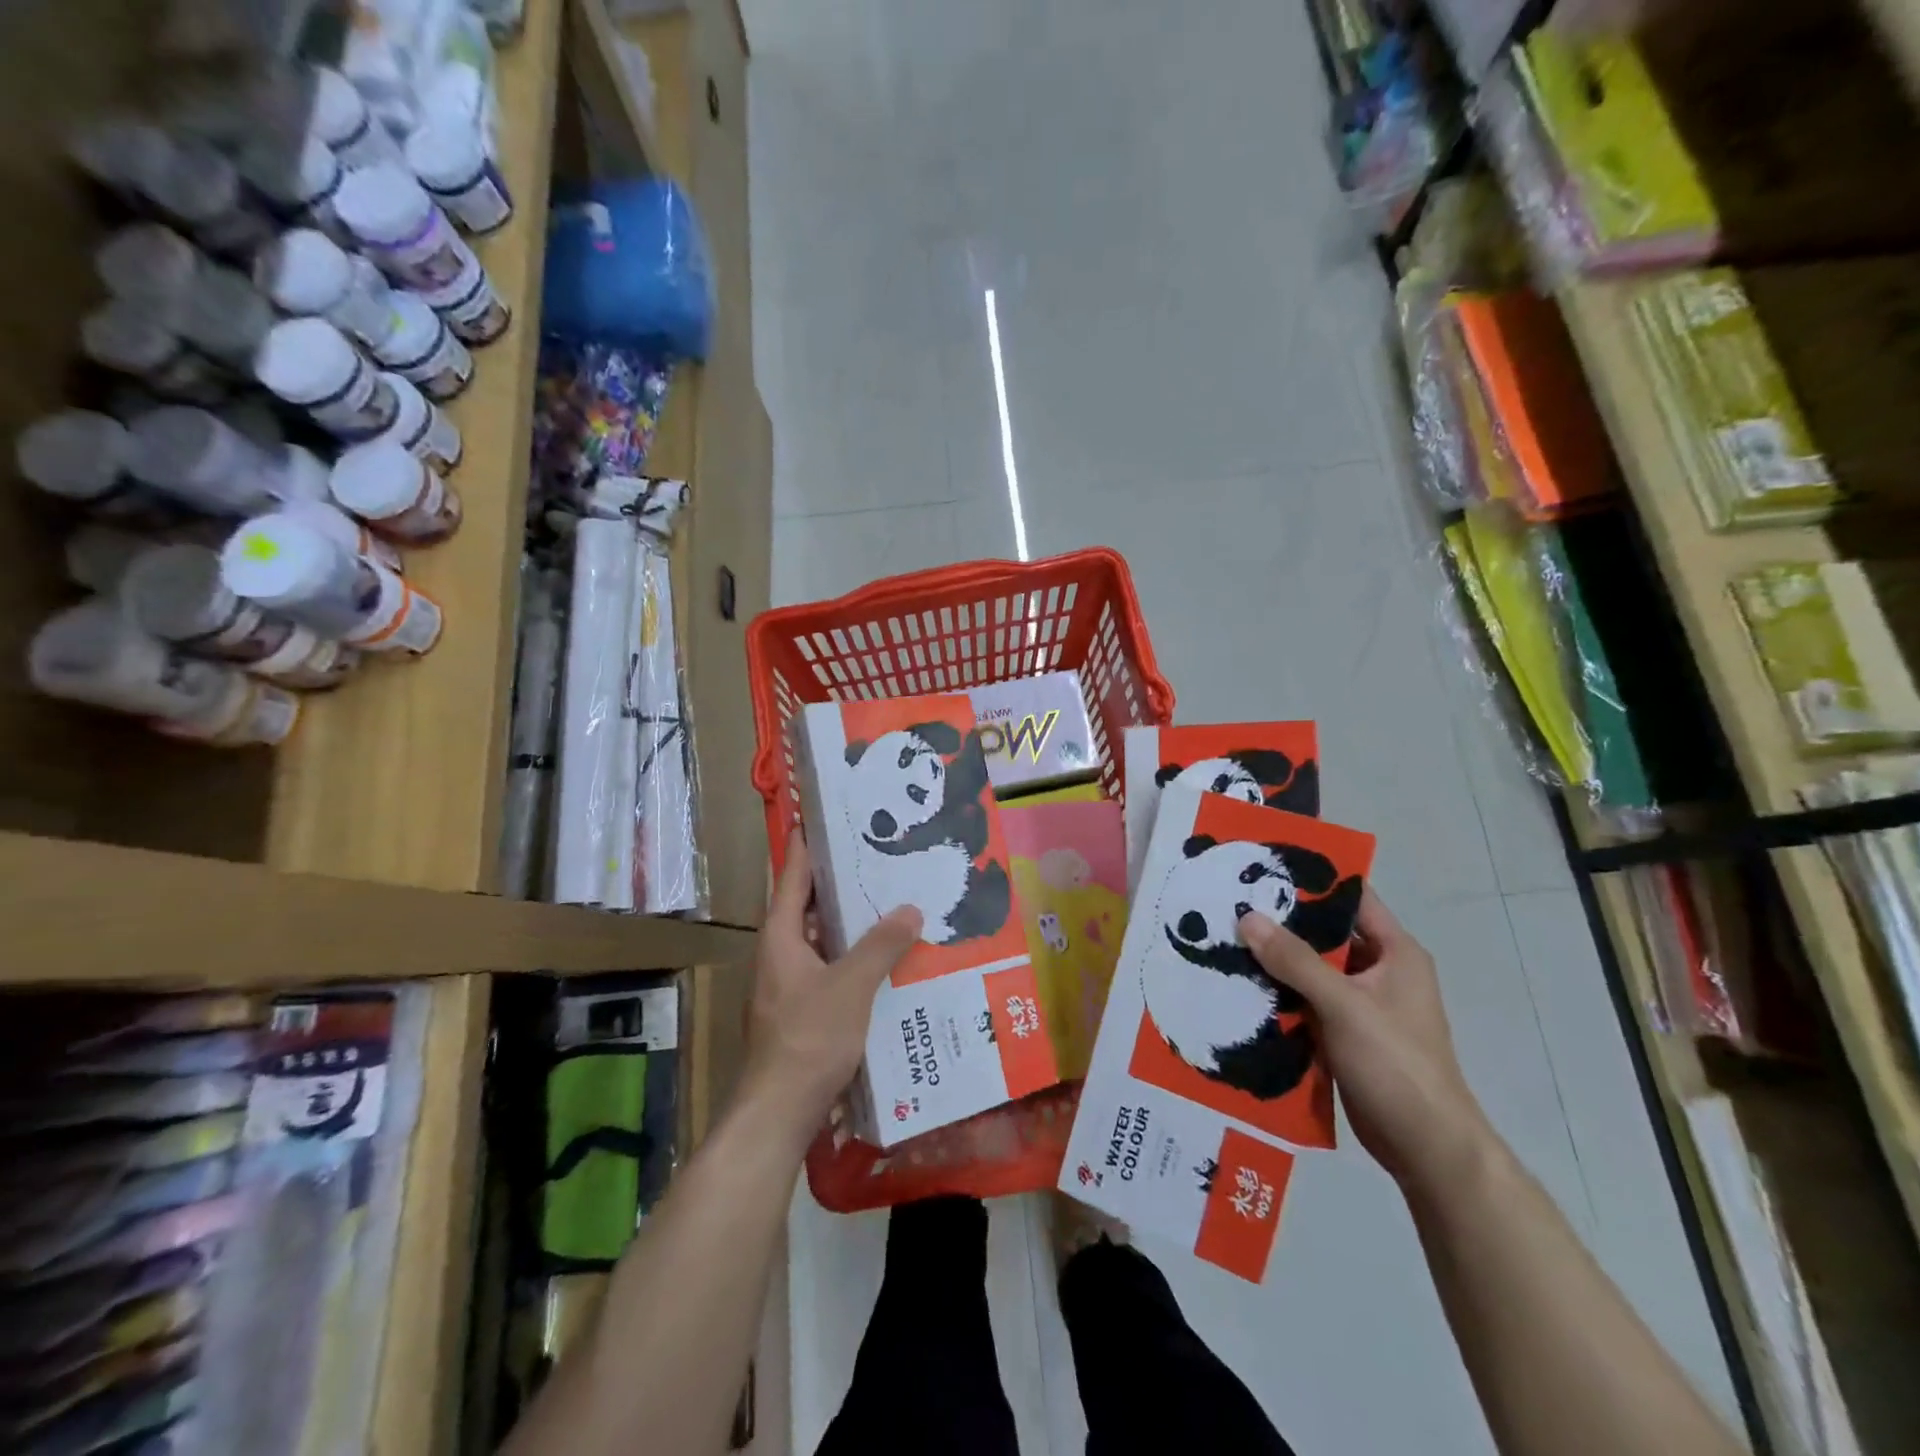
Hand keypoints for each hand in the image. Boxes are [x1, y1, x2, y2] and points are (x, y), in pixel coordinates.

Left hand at [737, 832, 921, 1141]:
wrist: (778, 1112)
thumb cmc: (809, 1038)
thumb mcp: (851, 986)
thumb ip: (881, 945)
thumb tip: (909, 909)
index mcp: (780, 938)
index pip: (792, 877)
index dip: (805, 846)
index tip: (819, 817)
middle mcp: (778, 955)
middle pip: (806, 907)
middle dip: (837, 884)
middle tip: (875, 858)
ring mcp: (786, 986)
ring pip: (819, 941)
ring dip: (847, 924)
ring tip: (887, 902)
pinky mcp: (798, 1013)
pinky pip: (827, 969)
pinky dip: (850, 958)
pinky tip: (883, 960)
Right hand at [1239, 890, 1492, 1197]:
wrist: (1425, 1147)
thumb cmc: (1395, 1063)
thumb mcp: (1344, 1004)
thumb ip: (1295, 960)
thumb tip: (1247, 917)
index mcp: (1395, 952)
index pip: (1352, 898)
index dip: (1313, 880)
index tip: (1263, 865)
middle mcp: (1379, 971)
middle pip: (1324, 933)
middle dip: (1280, 921)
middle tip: (1229, 902)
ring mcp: (1361, 1004)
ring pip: (1310, 969)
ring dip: (1274, 959)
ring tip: (1224, 938)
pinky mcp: (1344, 1033)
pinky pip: (1305, 1001)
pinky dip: (1278, 993)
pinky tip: (1239, 986)